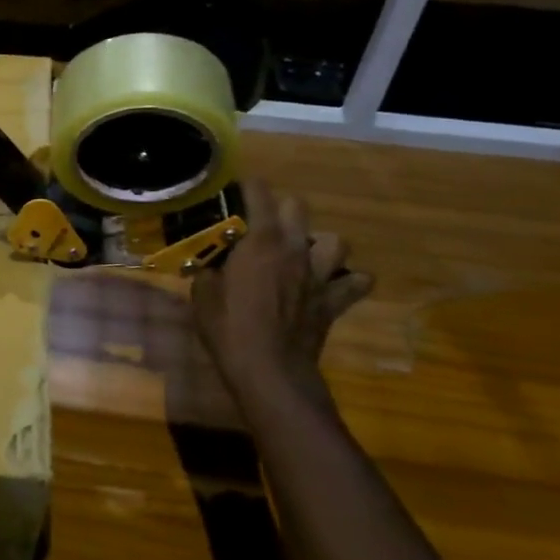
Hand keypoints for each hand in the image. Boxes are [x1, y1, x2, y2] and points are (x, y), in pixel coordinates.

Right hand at [190, 178, 372, 421]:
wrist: (270, 372)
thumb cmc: (229, 329)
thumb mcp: (203, 295)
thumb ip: (209, 270)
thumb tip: (210, 263)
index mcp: (261, 242)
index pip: (259, 194)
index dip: (247, 186)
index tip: (234, 189)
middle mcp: (294, 249)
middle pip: (298, 208)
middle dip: (281, 210)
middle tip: (263, 225)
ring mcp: (320, 275)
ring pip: (336, 242)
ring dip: (319, 244)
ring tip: (303, 254)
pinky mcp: (334, 301)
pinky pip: (356, 283)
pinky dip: (349, 280)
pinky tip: (333, 284)